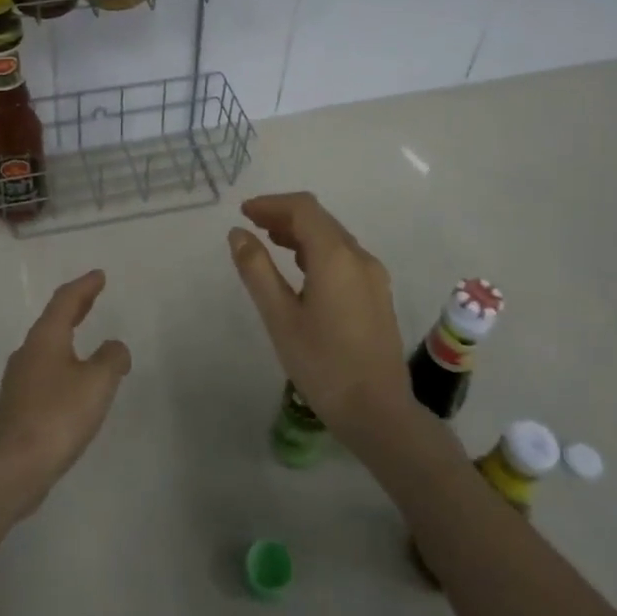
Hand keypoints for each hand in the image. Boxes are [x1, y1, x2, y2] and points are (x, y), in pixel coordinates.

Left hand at [0, 270, 130, 515]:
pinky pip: (46, 373)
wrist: (13, 468)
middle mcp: (28, 354)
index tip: (99, 275)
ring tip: (86, 338)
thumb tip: (114, 348)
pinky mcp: (19, 408)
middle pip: (53, 321)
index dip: (84, 286)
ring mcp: (19, 382)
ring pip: (47, 348)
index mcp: (45, 339)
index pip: (65, 301)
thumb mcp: (97, 382)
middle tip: (92, 295)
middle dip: (75, 307)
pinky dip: (64, 364)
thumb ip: (112, 358)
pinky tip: (74, 383)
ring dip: (67, 337)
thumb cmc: (58, 415)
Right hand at [228, 192, 407, 432]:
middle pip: (320, 219)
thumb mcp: (280, 317)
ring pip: (334, 238)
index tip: (244, 212)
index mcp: (336, 257)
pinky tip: (300, 269)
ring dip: (301, 232)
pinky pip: (345, 257)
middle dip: (284, 215)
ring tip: (269, 242)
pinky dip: (317, 251)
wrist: (378, 412)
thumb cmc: (322, 365)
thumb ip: (257, 270)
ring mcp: (373, 276)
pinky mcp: (377, 294)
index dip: (271, 204)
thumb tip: (238, 234)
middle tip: (251, 226)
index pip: (304, 209)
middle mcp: (360, 258)